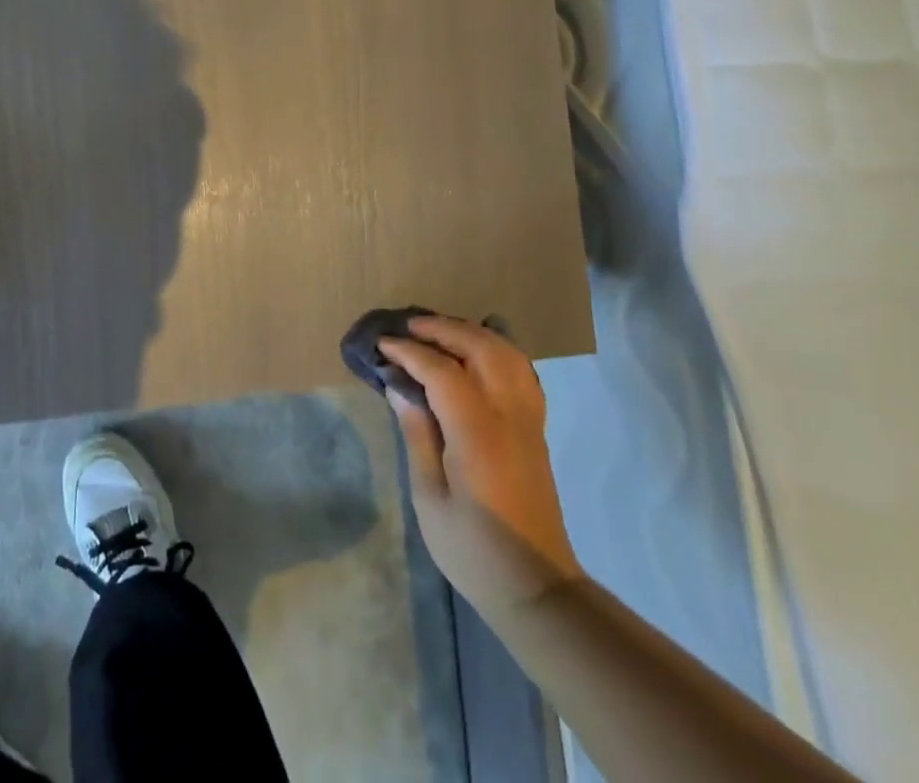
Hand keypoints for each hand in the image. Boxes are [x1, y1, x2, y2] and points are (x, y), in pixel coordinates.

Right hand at [381, 316, 582, 618]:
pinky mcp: (536, 428)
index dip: (409, 352)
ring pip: (506, 352)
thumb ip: (417, 433)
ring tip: (439, 333)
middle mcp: (508, 415)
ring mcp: (528, 419)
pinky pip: (521, 370)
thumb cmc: (472, 549)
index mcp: (477, 433)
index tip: (382, 345)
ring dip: (471, 333)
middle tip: (408, 329)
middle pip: (480, 348)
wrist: (536, 588)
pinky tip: (477, 354)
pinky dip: (497, 350)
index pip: (442, 371)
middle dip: (443, 329)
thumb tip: (399, 385)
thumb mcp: (429, 497)